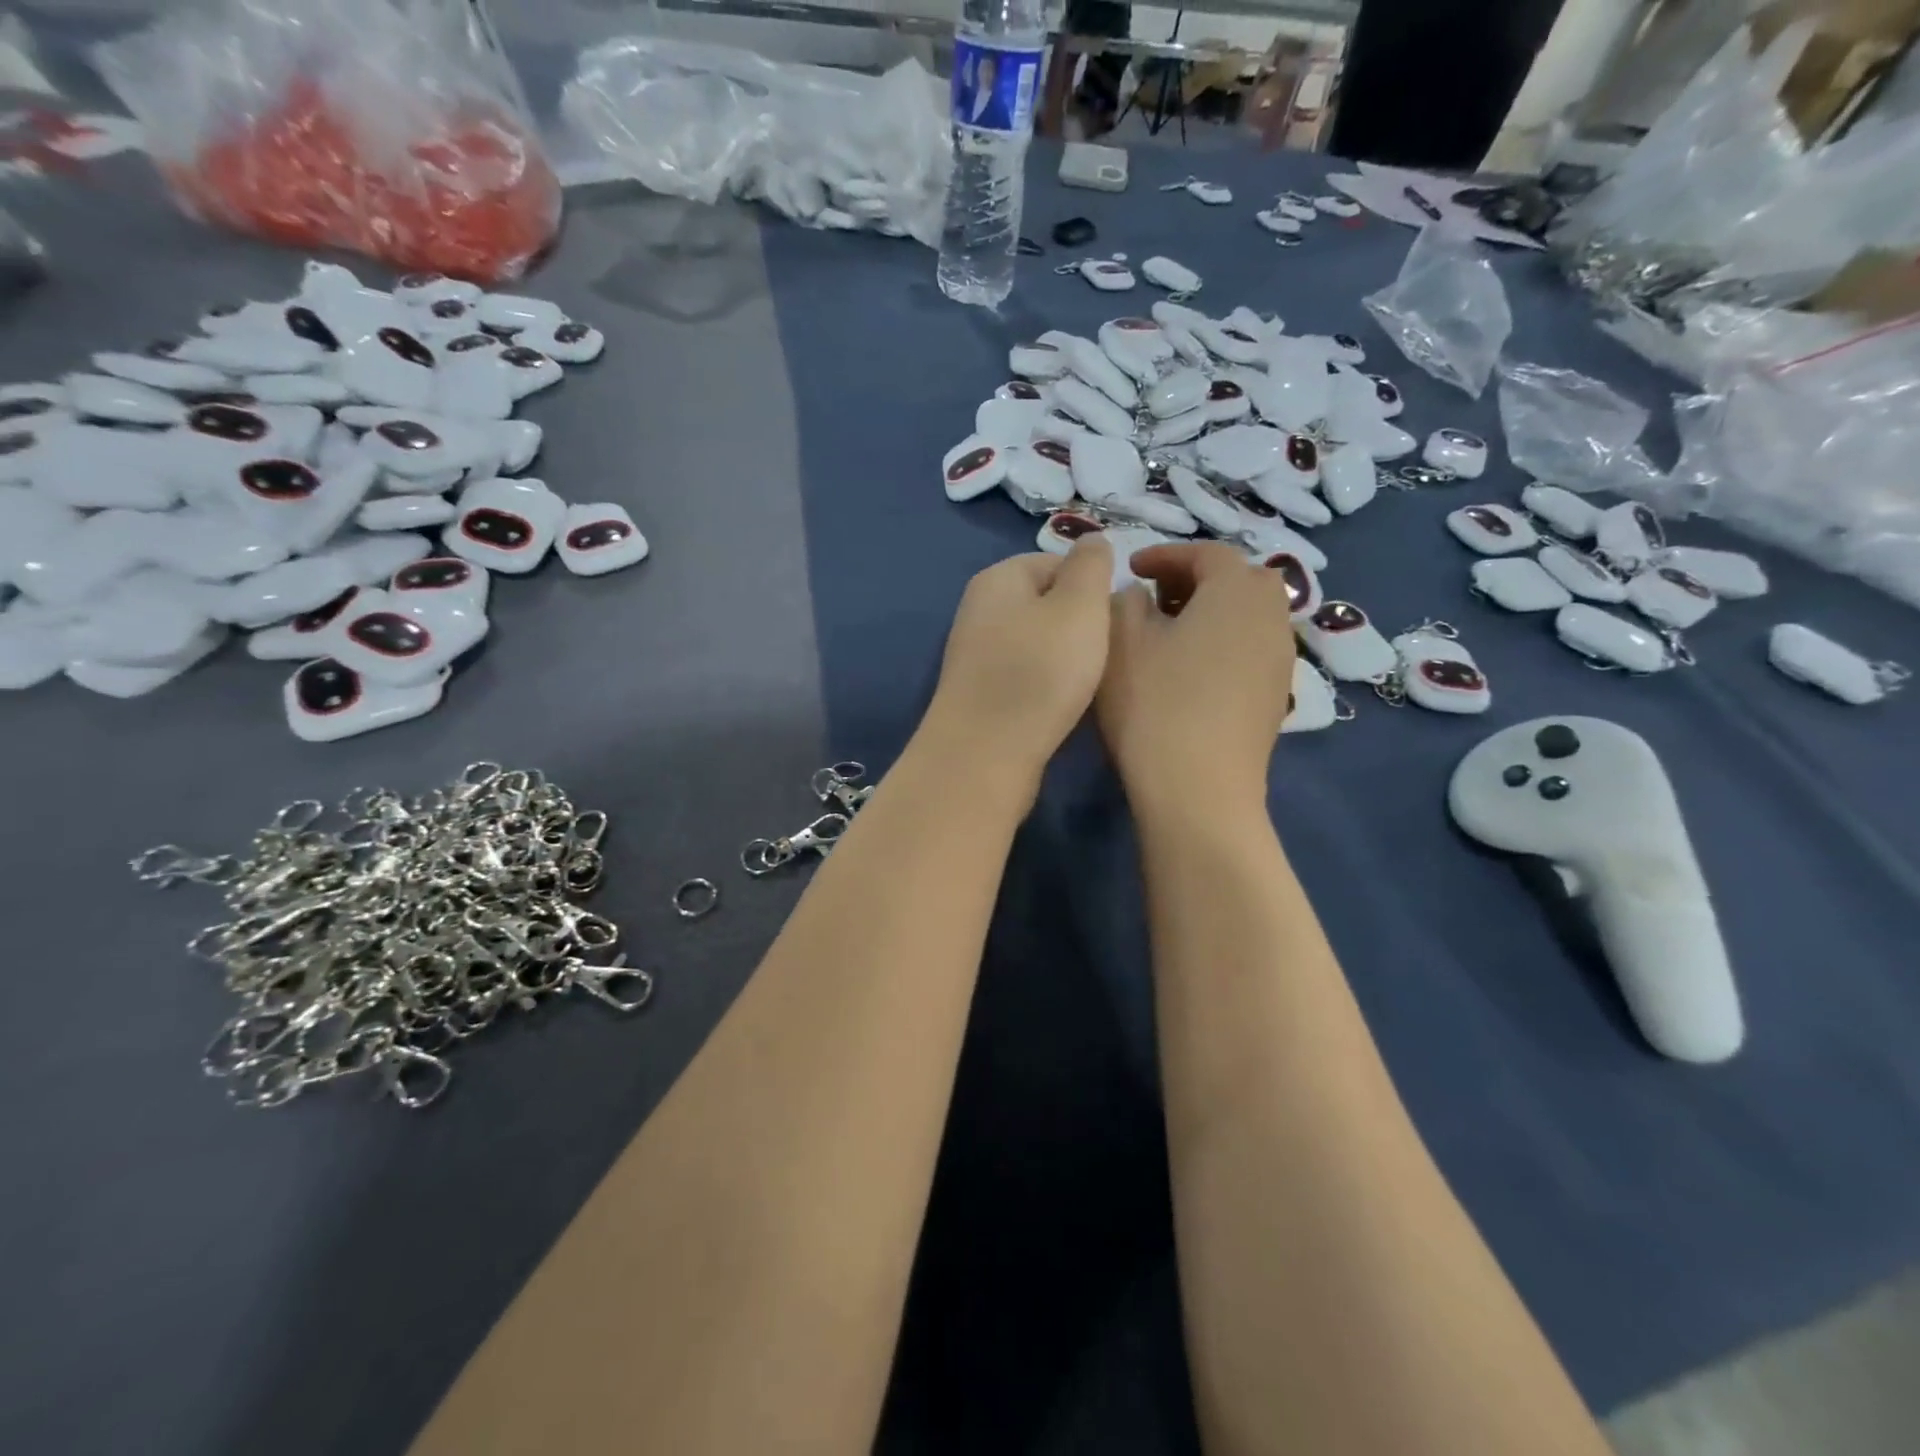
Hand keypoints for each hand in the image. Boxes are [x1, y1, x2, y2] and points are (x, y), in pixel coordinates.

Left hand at [924, 538, 1114, 782]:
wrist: (985, 753)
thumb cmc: (1039, 670)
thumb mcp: (1079, 605)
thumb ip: (1091, 565)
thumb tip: (1093, 540)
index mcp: (998, 578)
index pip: (1057, 562)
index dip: (1093, 587)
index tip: (1114, 619)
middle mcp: (979, 610)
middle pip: (1047, 604)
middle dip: (1081, 624)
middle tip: (1105, 652)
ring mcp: (975, 654)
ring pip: (1038, 643)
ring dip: (1066, 658)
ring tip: (1086, 681)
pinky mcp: (979, 694)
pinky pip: (1025, 675)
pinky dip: (1046, 685)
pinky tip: (1061, 704)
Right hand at [1096, 542, 1295, 801]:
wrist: (1198, 788)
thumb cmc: (1154, 704)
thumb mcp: (1120, 640)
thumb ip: (1126, 601)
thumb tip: (1142, 596)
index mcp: (1236, 590)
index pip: (1205, 553)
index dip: (1165, 555)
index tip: (1131, 569)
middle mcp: (1271, 616)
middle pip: (1238, 579)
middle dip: (1195, 579)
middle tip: (1155, 597)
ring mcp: (1280, 659)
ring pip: (1248, 615)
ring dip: (1211, 611)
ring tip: (1170, 633)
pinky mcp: (1276, 696)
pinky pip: (1251, 648)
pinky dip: (1223, 642)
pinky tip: (1189, 670)